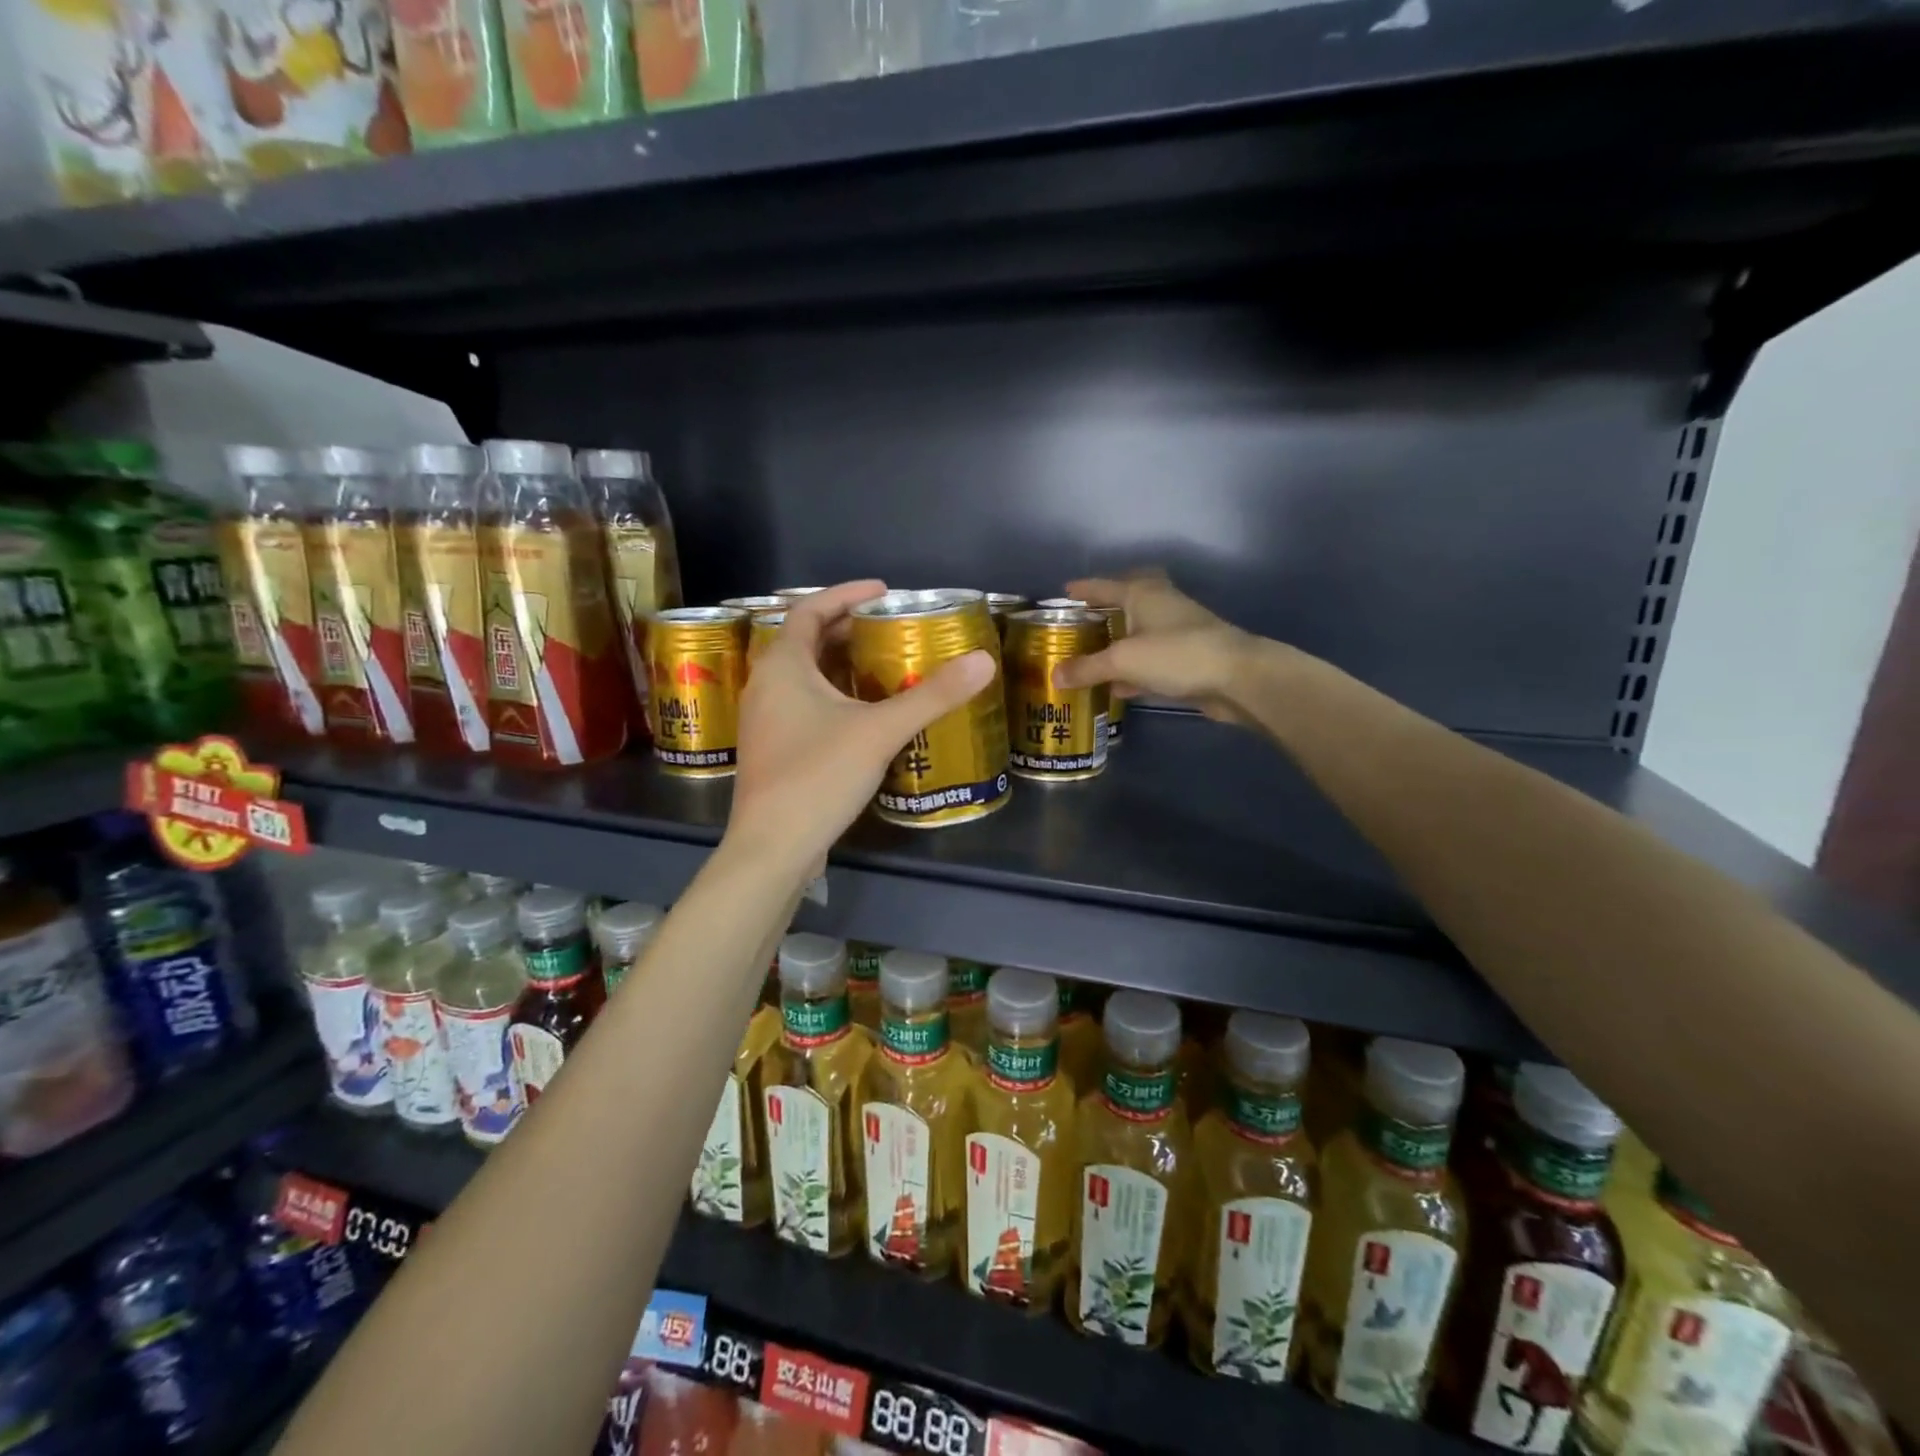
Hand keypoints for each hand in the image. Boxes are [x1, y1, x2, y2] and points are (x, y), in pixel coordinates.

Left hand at [727, 581, 995, 875]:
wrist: (774, 847)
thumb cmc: (819, 776)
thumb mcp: (880, 730)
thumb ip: (932, 696)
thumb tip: (983, 661)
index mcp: (783, 666)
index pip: (810, 610)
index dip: (846, 594)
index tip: (884, 592)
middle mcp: (767, 686)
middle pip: (808, 642)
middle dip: (848, 630)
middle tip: (892, 628)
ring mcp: (766, 720)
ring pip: (806, 677)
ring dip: (842, 665)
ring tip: (886, 664)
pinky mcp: (775, 749)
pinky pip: (805, 706)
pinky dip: (835, 696)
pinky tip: (867, 713)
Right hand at [1053, 573, 1266, 724]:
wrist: (1237, 678)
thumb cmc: (1176, 655)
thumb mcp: (1123, 661)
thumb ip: (1087, 668)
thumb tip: (1054, 676)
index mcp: (1142, 594)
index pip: (1104, 586)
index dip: (1083, 589)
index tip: (1064, 592)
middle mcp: (1159, 606)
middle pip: (1124, 604)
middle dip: (1103, 612)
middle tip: (1079, 624)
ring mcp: (1175, 632)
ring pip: (1137, 634)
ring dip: (1116, 644)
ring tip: (1088, 656)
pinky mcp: (1185, 659)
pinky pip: (1149, 660)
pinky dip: (1131, 670)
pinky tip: (1115, 687)